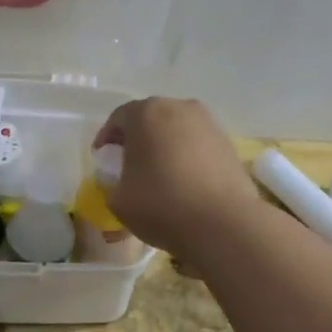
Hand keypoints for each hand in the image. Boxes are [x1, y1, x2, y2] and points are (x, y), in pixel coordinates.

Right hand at [92, 98, 259, 261]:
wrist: (223, 223)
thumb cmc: (161, 204)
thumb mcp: (118, 200)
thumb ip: (112, 183)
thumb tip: (122, 181)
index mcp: (146, 114)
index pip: (118, 119)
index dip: (107, 139)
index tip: (103, 158)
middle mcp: (178, 108)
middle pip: (150, 119)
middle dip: (137, 139)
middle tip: (128, 163)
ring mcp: (208, 123)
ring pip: (176, 130)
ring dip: (164, 146)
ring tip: (158, 173)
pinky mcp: (228, 143)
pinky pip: (197, 144)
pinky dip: (186, 156)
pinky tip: (184, 181)